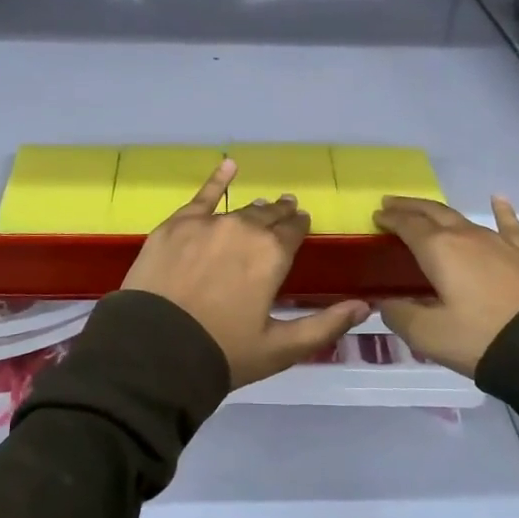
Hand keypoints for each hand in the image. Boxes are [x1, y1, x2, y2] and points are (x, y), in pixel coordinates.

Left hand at [122, 159, 369, 389]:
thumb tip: (364, 305)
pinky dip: (217, 179)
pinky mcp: (176, 225)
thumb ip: (326, 325)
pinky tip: (228, 165)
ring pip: (240, 210)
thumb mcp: (280, 348)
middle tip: (286, 215)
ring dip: (255, 210)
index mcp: (272, 255)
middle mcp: (244, 229)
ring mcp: (207, 223)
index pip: (294, 230)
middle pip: (269, 216)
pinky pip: (202, 196)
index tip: (302, 226)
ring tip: (263, 207)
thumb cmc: (222, 352)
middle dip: (280, 215)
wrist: (154, 351)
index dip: (299, 227)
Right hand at [373, 195, 518, 376]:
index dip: (390, 219)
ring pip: (463, 218)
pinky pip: (509, 225)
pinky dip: (501, 211)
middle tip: (391, 204)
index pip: (407, 225)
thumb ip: (401, 317)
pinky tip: (499, 199)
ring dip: (440, 212)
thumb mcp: (430, 336)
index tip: (376, 216)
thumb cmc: (484, 337)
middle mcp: (466, 236)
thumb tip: (385, 303)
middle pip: (432, 213)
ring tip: (427, 210)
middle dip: (410, 207)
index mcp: (438, 250)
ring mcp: (499, 242)